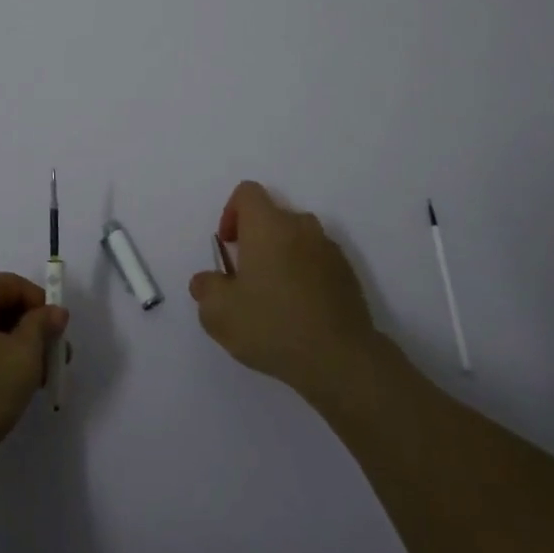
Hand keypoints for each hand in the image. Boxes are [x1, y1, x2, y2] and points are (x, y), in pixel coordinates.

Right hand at [189, 181, 380, 399]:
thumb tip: (206, 281)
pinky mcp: (348, 274)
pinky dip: (305, 275)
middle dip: (256, 240)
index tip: (228, 246)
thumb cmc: (273, 326)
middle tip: (247, 279)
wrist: (341, 360)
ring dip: (282, 258)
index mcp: (268, 225)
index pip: (247, 192)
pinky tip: (300, 312)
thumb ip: (206, 289)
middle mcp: (301, 226)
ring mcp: (329, 249)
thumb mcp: (220, 314)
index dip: (231, 212)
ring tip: (275, 298)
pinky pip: (317, 261)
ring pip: (297, 240)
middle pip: (272, 217)